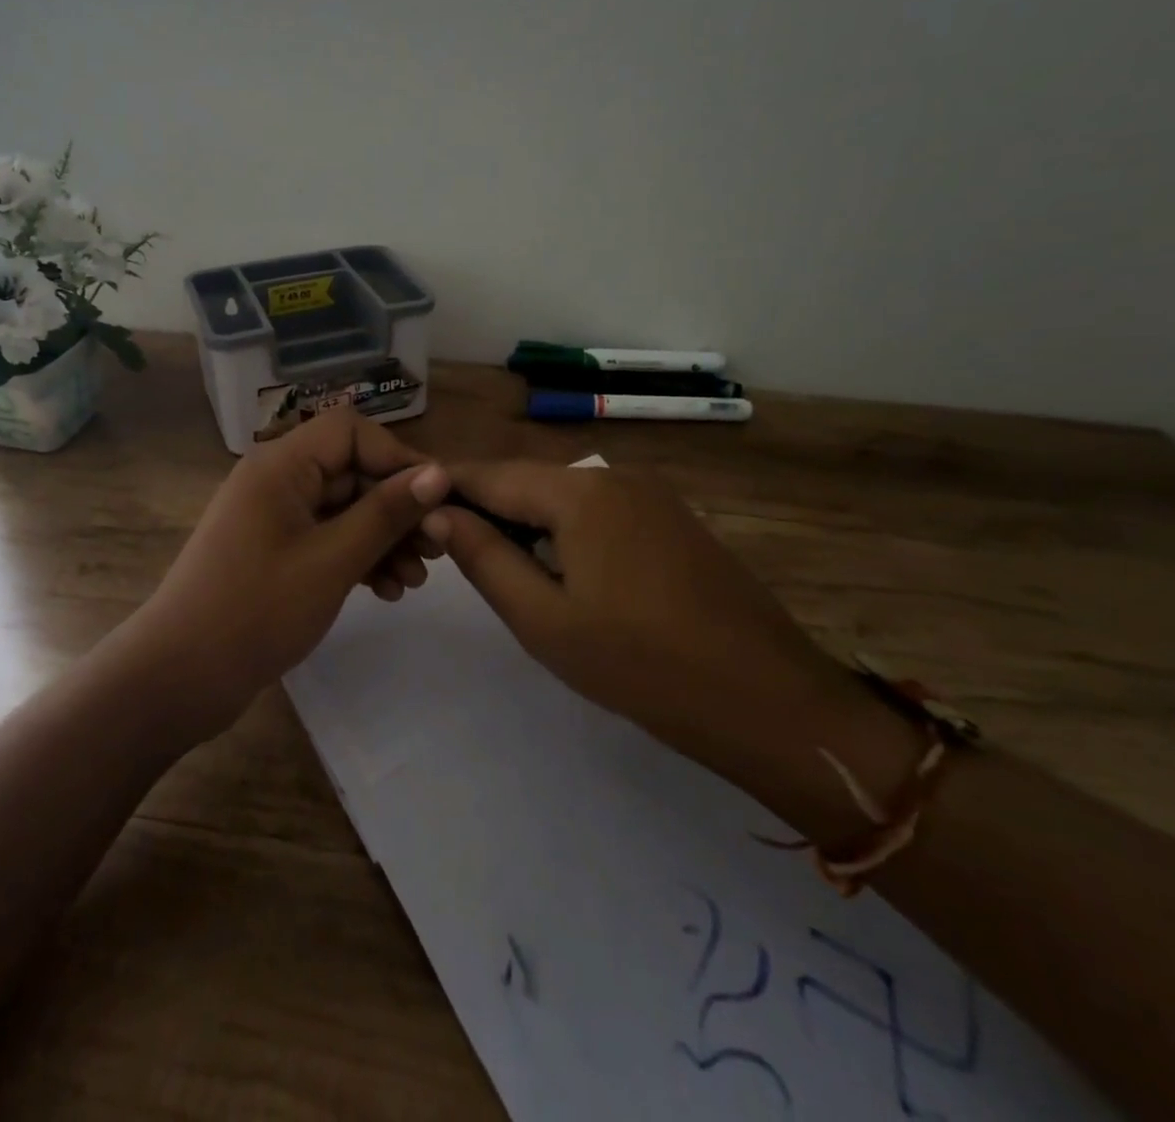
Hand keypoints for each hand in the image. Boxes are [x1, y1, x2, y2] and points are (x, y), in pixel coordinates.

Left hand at [123, 410, 449, 740]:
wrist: (181, 677)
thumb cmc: (258, 609)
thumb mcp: (333, 560)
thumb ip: (387, 513)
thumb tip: (439, 474)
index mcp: (281, 464)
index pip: (351, 432)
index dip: (398, 459)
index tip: (437, 500)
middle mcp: (277, 480)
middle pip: (351, 472)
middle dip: (397, 508)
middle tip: (438, 549)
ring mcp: (274, 518)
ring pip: (344, 510)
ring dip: (384, 539)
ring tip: (416, 580)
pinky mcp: (276, 552)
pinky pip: (328, 539)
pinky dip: (358, 558)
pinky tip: (387, 591)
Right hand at [426, 461, 889, 793]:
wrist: (768, 700)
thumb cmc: (641, 666)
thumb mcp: (544, 620)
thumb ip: (484, 559)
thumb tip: (437, 514)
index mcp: (579, 492)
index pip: (489, 474)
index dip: (444, 488)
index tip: (406, 509)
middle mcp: (614, 476)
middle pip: (526, 480)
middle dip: (481, 506)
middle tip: (442, 546)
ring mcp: (649, 495)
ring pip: (561, 495)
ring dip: (521, 519)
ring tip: (490, 560)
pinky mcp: (671, 519)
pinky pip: (597, 510)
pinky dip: (561, 530)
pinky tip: (552, 567)